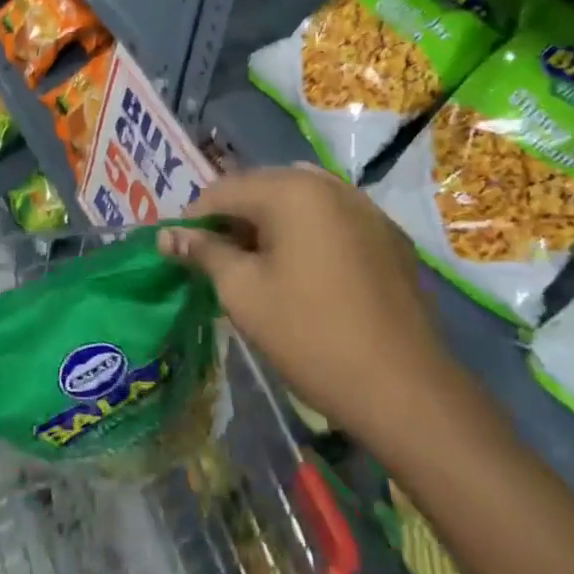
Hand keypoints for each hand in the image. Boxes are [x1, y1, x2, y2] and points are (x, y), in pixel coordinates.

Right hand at [160, 168, 454, 442]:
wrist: (405, 389)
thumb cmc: (310, 336)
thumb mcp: (243, 292)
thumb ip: (204, 253)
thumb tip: (168, 236)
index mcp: (292, 189)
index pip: (224, 189)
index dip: (195, 219)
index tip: (182, 253)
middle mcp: (330, 184)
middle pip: (263, 188)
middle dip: (235, 220)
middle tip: (219, 263)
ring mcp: (366, 207)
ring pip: (300, 202)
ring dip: (272, 225)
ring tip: (259, 268)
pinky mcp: (390, 236)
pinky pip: (334, 220)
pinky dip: (309, 235)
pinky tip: (307, 275)